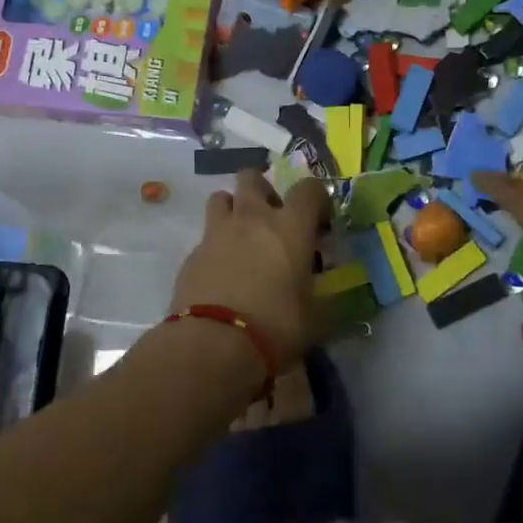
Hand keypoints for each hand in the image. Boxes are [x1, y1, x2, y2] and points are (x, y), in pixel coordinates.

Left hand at [169, 172, 329, 372]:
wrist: (212, 344)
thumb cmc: (276, 326)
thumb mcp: (316, 316)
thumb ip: (324, 296)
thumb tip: (330, 294)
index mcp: (290, 226)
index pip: (310, 188)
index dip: (318, 200)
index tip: (320, 223)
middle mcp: (252, 218)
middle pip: (252, 178)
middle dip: (263, 191)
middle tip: (273, 220)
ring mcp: (217, 233)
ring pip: (221, 198)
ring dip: (233, 210)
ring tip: (242, 239)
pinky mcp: (192, 254)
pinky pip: (206, 237)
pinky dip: (215, 247)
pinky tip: (222, 273)